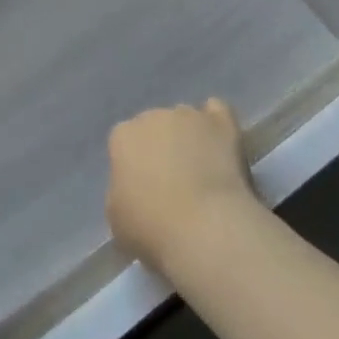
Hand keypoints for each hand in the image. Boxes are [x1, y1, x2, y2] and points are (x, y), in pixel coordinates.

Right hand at [106, 99, 259, 270]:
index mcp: (122, 136)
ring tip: (203, 168)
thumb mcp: (116, 217)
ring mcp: (188, 115)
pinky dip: (216, 124)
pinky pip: (217, 111)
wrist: (205, 227)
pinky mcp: (221, 123)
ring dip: (190, 137)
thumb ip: (121, 192)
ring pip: (185, 119)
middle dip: (161, 147)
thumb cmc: (152, 227)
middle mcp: (152, 116)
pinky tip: (220, 141)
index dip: (135, 165)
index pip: (125, 142)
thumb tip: (134, 190)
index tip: (144, 189)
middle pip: (154, 126)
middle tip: (174, 181)